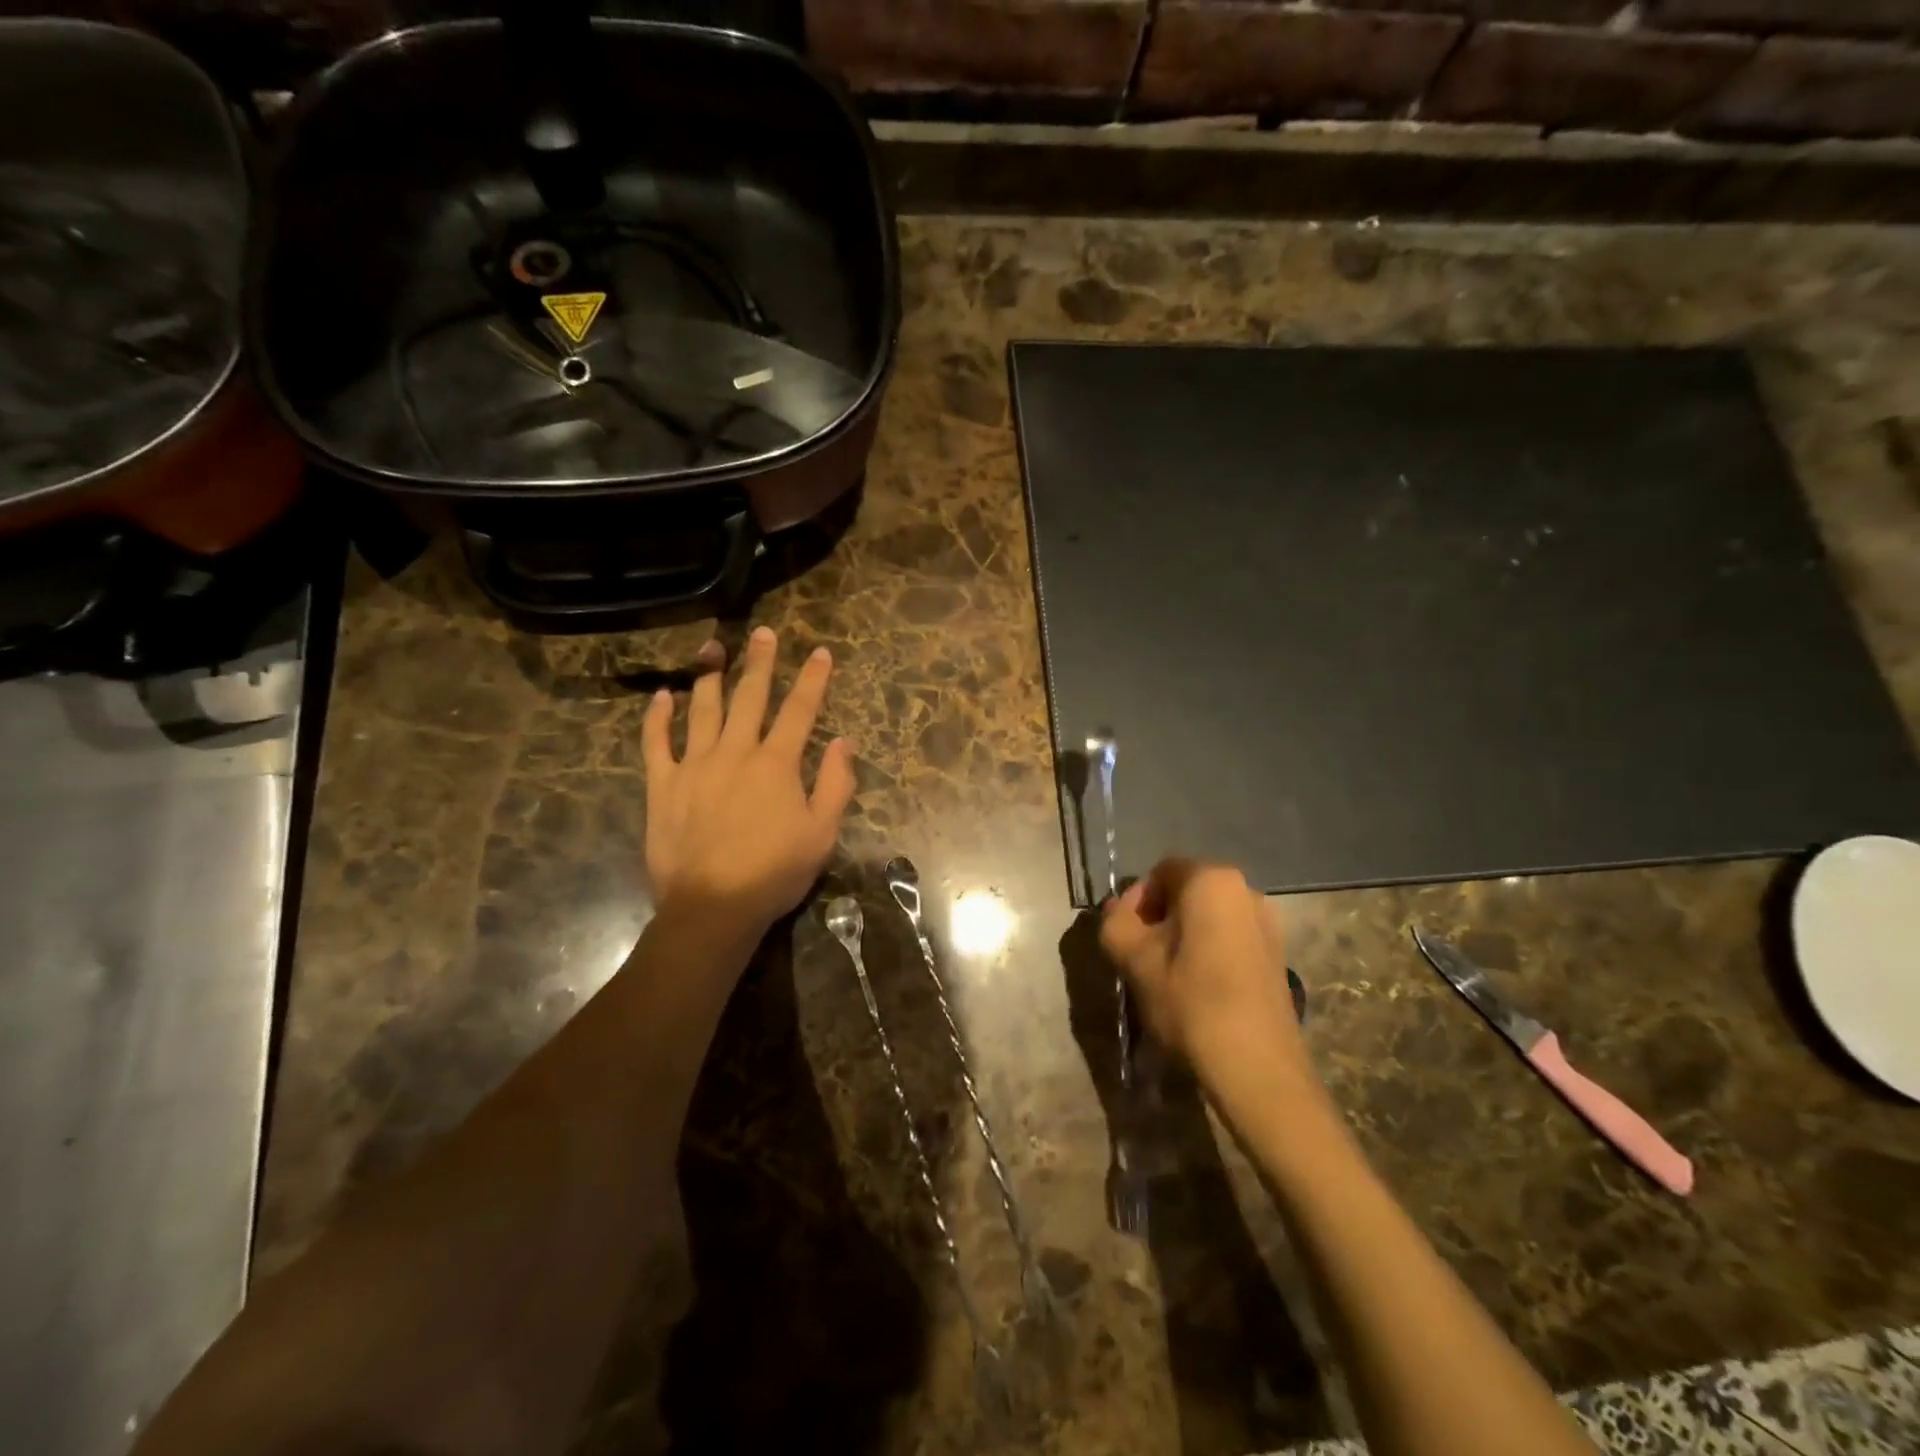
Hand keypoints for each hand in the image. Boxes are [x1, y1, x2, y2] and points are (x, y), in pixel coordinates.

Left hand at [642, 627, 855, 934]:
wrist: (712, 906)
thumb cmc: (774, 872)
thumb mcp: (822, 833)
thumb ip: (836, 784)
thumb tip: (842, 742)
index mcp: (776, 764)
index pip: (799, 710)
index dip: (812, 679)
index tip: (819, 651)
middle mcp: (735, 752)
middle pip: (749, 697)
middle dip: (760, 662)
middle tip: (762, 632)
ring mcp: (694, 765)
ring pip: (702, 709)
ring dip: (709, 675)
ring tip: (712, 646)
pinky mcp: (663, 784)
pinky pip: (657, 742)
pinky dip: (658, 717)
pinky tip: (663, 696)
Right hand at [1099, 859, 1315, 1107]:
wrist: (1256, 1068)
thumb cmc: (1189, 1001)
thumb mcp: (1134, 959)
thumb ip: (1116, 921)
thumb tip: (1119, 910)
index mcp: (1211, 879)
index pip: (1160, 872)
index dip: (1136, 901)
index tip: (1126, 937)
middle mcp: (1245, 889)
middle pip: (1187, 892)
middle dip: (1159, 918)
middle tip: (1140, 957)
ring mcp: (1268, 922)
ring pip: (1209, 917)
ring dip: (1183, 936)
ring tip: (1168, 976)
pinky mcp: (1277, 954)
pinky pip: (1230, 937)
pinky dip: (1209, 951)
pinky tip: (1198, 988)